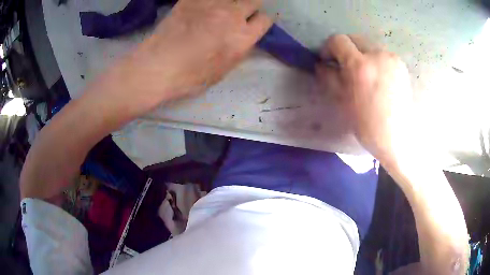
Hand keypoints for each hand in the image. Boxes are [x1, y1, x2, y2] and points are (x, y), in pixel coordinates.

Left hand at [109, 0, 271, 113]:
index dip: (261, 22)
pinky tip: (201, 9)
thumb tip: (245, 38)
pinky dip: (207, 2)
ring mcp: (212, 4)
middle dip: (249, 7)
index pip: (265, 20)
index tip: (253, 24)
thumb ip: (239, 50)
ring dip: (230, 2)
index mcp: (243, 37)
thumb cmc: (190, 76)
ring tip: (218, 10)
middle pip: (253, 1)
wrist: (158, 66)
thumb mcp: (223, 71)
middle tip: (237, 14)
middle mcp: (232, 15)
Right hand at [316, 35, 412, 161]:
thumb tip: (321, 64)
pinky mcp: (401, 64)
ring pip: (369, 46)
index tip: (329, 60)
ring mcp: (392, 59)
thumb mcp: (342, 101)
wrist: (398, 137)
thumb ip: (329, 77)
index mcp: (360, 66)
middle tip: (346, 68)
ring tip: (365, 76)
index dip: (329, 47)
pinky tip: (379, 79)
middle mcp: (377, 55)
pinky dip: (376, 61)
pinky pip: (383, 55)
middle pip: (355, 39)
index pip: (338, 40)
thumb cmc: (368, 125)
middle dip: (347, 50)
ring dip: (362, 56)